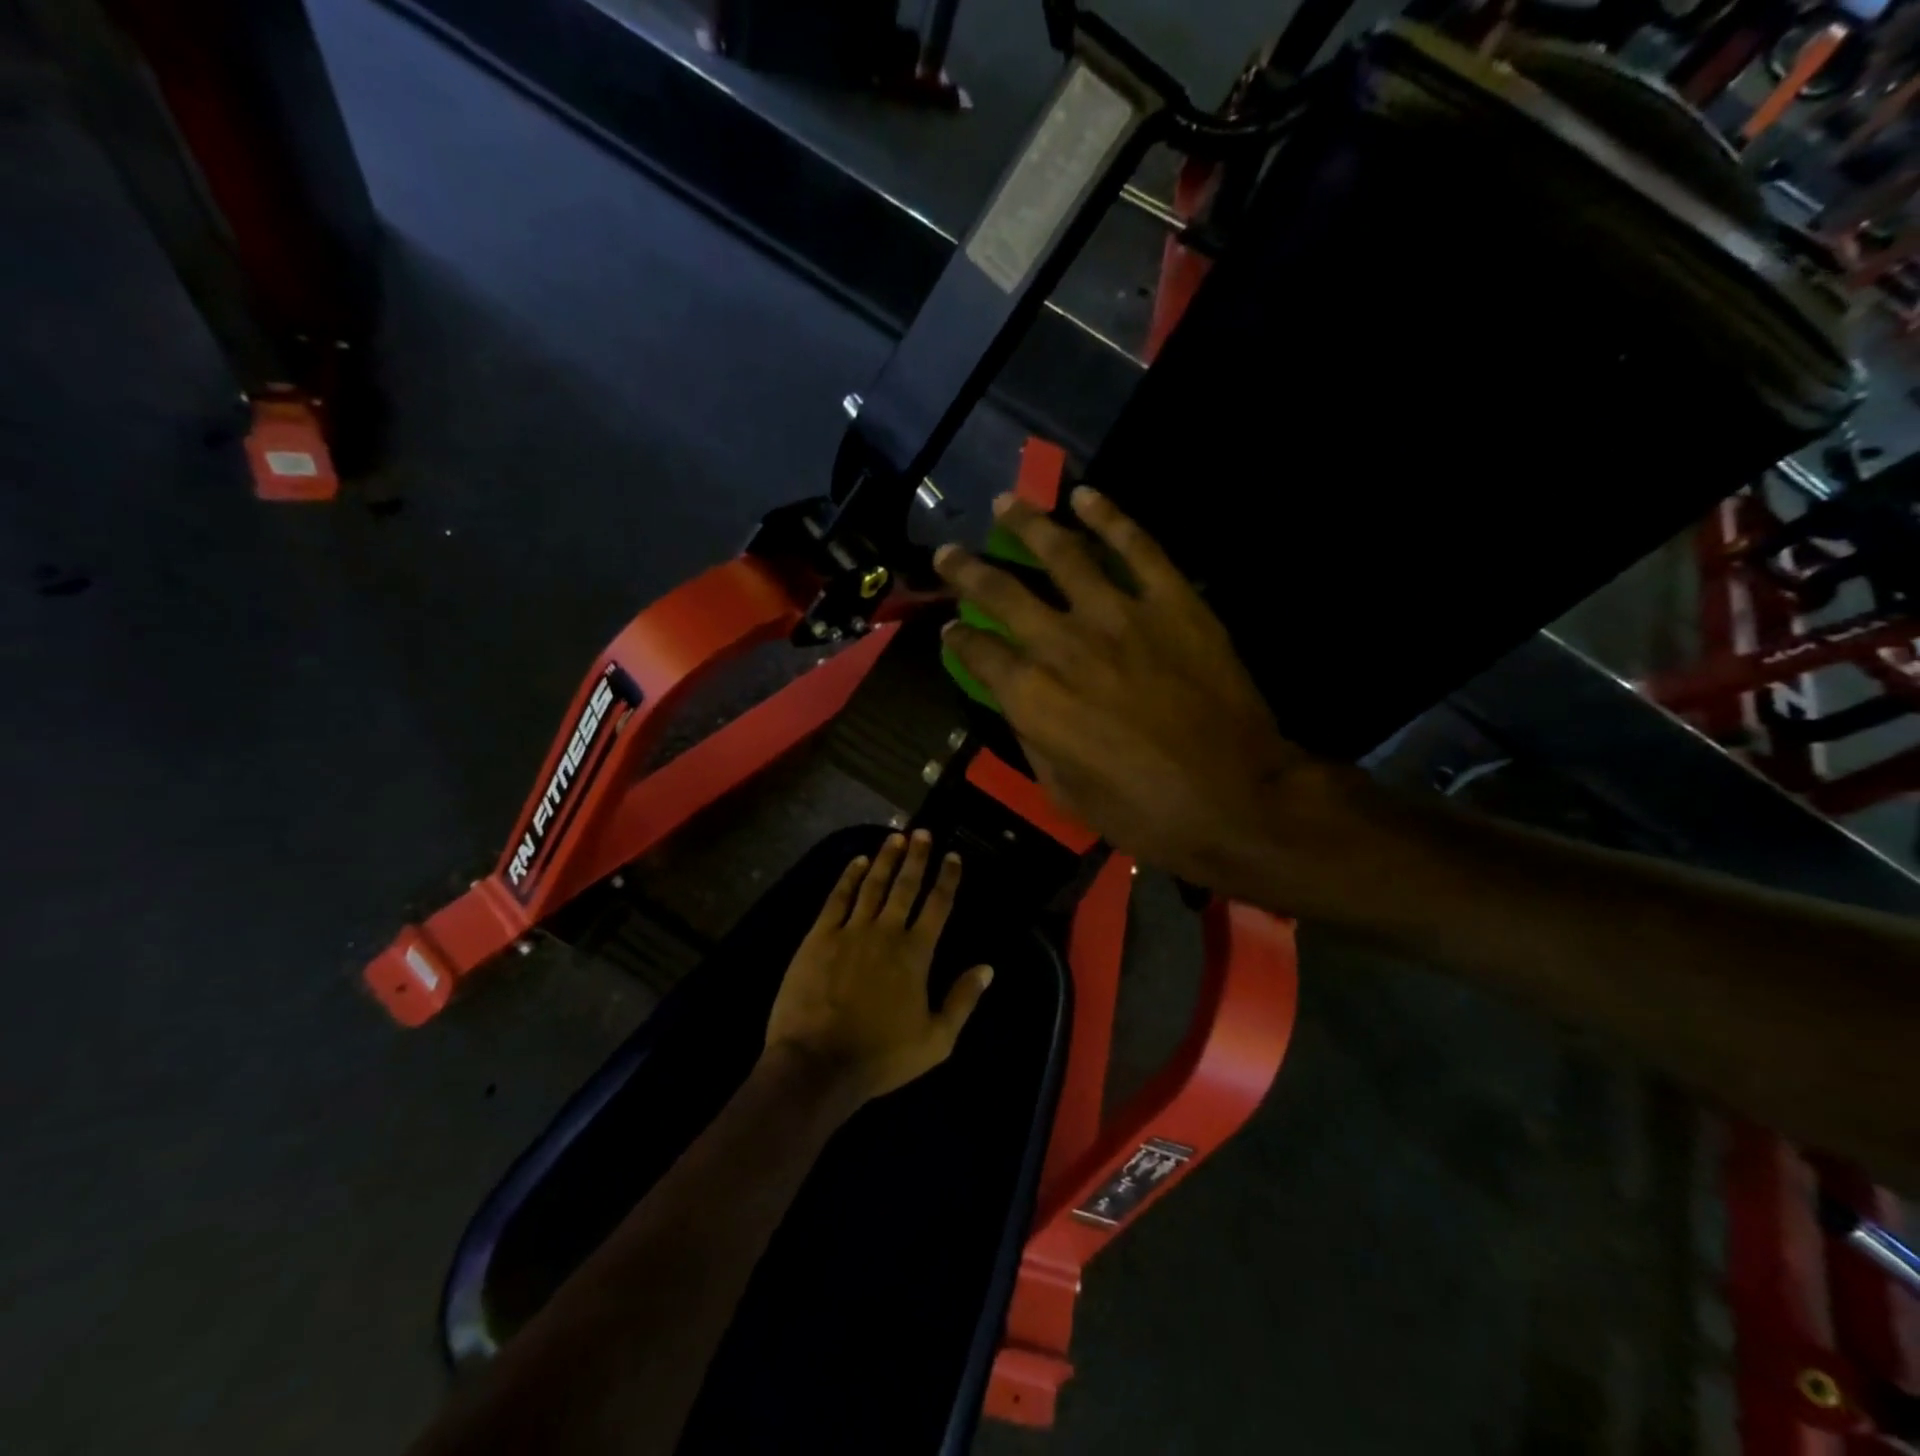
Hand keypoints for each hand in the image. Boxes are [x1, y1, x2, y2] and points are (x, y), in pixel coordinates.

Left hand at [764, 831, 993, 1105]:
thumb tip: (987, 968)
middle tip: (923, 832)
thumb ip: (963, 1000)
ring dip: (886, 859)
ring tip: (895, 838)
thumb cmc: (880, 1057)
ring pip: (872, 885)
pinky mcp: (818, 937)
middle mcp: (886, 932)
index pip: (938, 906)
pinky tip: (857, 861)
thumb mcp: (936, 1041)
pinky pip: (837, 898)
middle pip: (905, 886)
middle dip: (917, 857)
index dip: (947, 879)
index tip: (953, 856)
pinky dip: (848, 877)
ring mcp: (850, 931)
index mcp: (916, 954)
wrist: (818, 1063)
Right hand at [934, 488, 1350, 900]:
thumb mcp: (1065, 793)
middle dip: (967, 570)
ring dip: (1028, 523)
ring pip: (1063, 554)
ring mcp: (1121, 616)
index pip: (978, 652)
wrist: (1237, 799)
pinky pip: (1137, 547)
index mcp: (1033, 697)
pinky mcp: (1173, 602)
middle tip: (948, 552)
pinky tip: (1087, 497)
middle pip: (1003, 593)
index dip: (958, 638)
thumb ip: (1033, 738)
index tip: (952, 629)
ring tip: (1005, 502)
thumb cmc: (1145, 813)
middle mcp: (1064, 645)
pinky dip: (1110, 517)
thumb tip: (1020, 703)